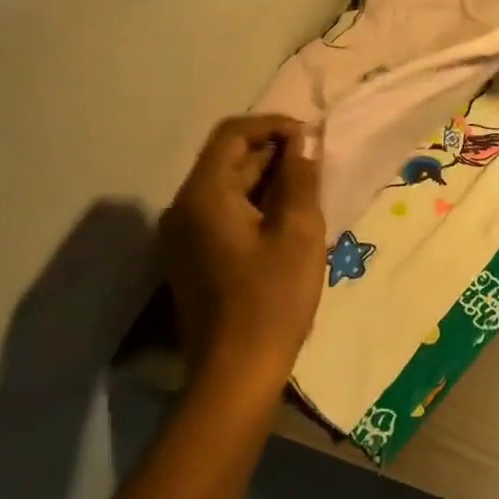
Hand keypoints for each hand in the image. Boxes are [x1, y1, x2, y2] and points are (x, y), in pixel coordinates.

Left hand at [159, 114, 325, 391]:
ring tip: (308, 187)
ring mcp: (183, 235)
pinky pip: (222, 212)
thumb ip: (299, 178)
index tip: (310, 137)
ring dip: (265, 178)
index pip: (232, 134)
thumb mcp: (299, 231)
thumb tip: (301, 143)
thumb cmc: (273, 298)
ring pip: (225, 186)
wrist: (236, 372)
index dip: (273, 125)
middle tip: (315, 162)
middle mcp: (184, 208)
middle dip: (272, 152)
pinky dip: (254, 203)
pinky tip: (286, 217)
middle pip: (226, 159)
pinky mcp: (191, 256)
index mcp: (204, 195)